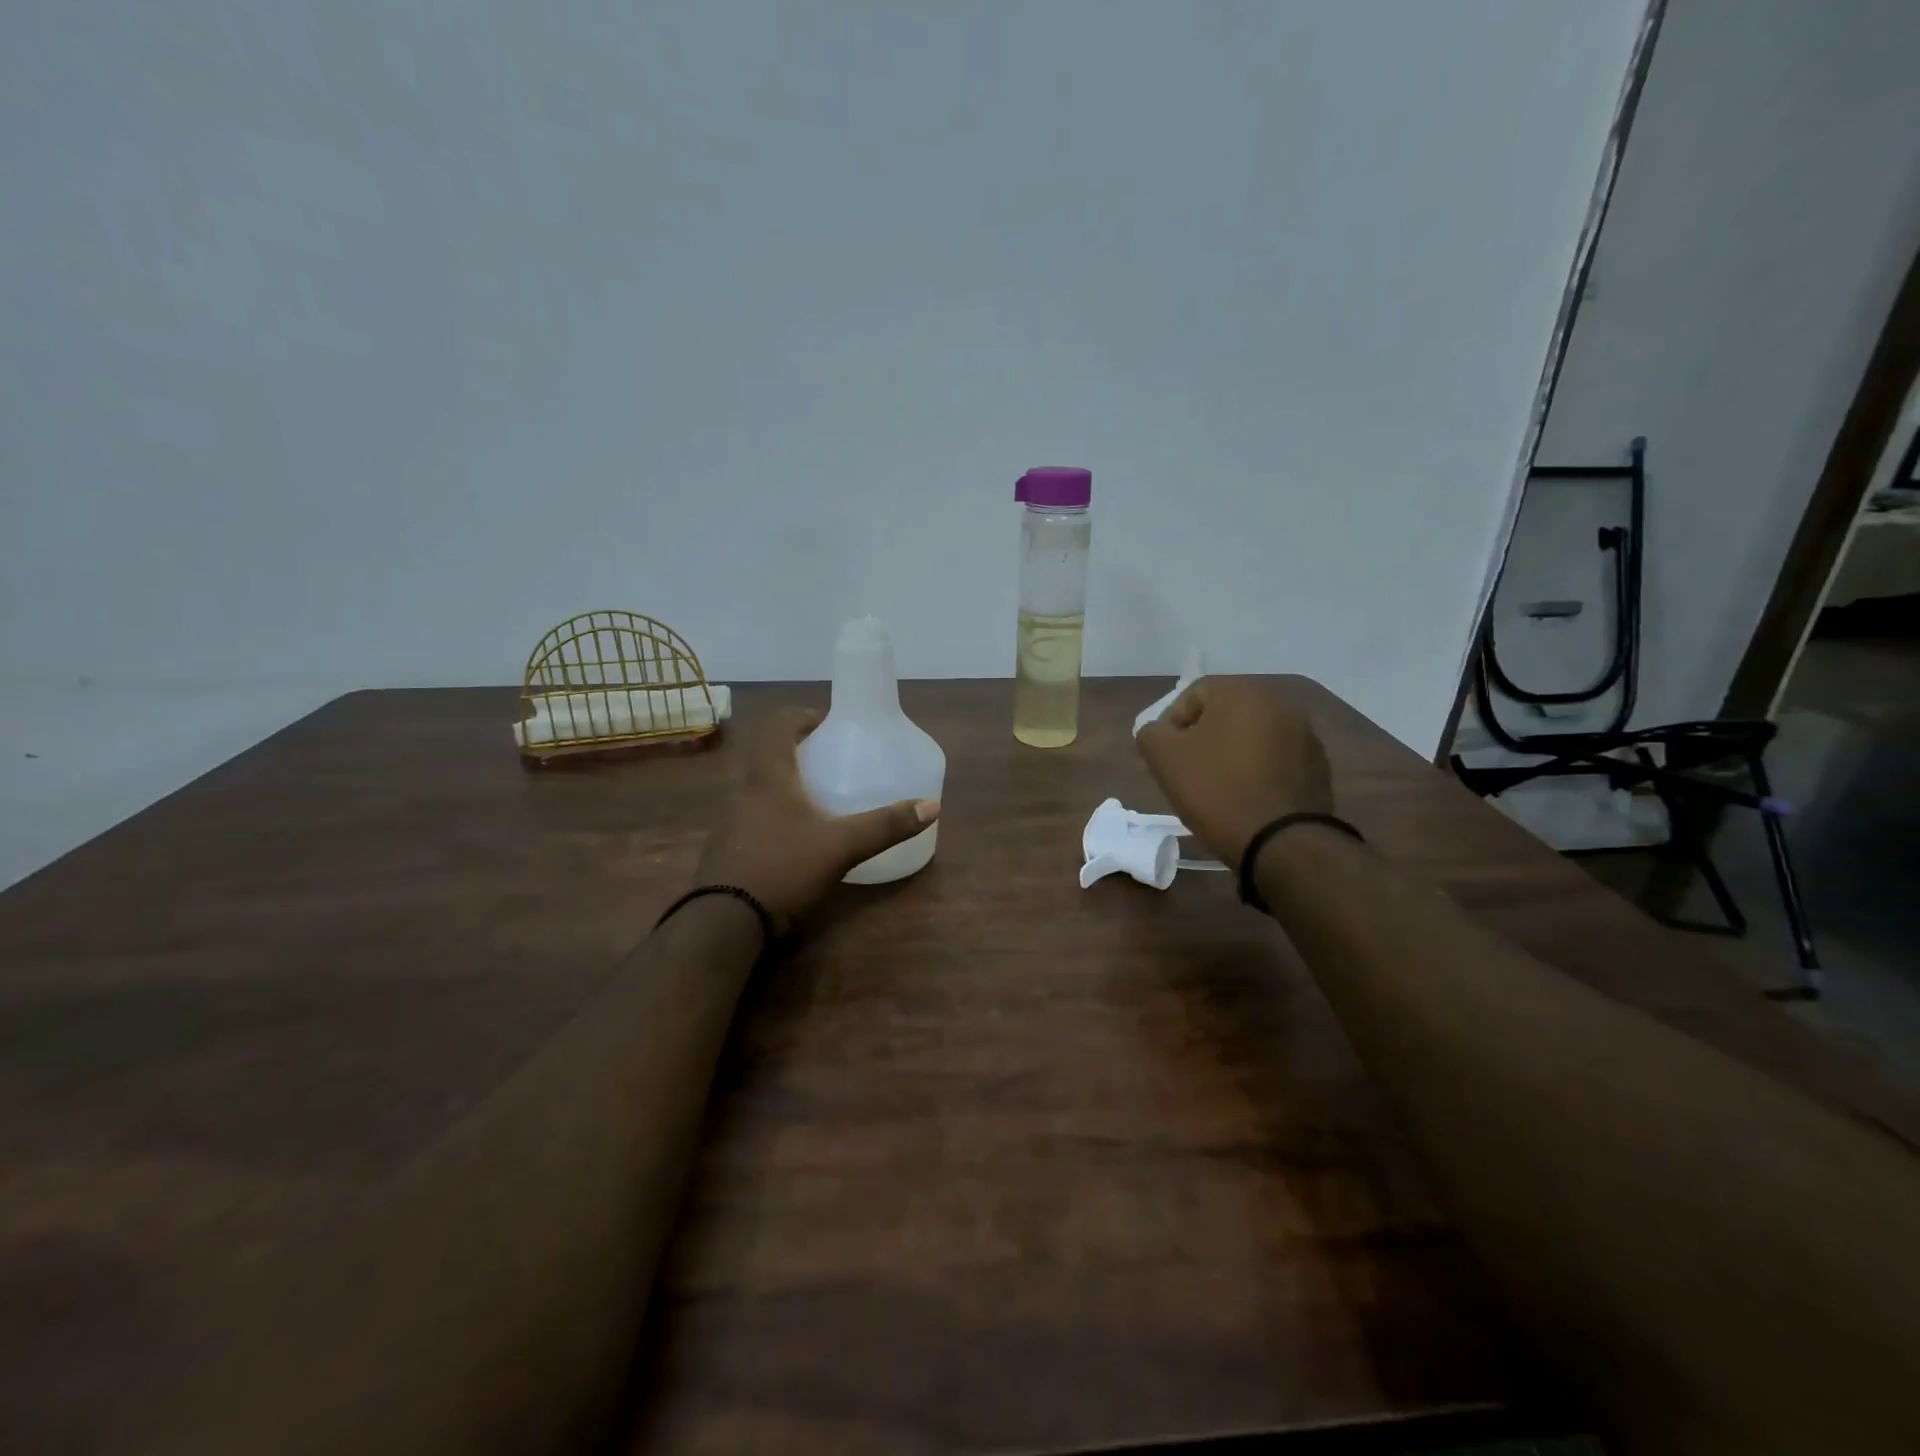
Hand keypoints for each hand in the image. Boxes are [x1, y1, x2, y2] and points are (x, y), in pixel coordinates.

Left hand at [694, 707, 939, 931]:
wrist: (725, 922)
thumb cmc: (784, 867)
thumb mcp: (842, 846)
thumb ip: (885, 825)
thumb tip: (932, 805)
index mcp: (769, 775)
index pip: (777, 725)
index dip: (802, 717)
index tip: (828, 725)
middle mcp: (745, 790)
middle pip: (768, 754)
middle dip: (799, 752)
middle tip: (832, 761)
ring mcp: (731, 820)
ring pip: (760, 786)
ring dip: (787, 783)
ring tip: (821, 798)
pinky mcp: (728, 848)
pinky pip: (755, 815)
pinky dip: (777, 813)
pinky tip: (799, 837)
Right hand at [1136, 677, 1333, 866]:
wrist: (1281, 842)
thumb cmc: (1216, 790)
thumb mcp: (1164, 758)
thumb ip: (1152, 733)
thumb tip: (1161, 731)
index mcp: (1242, 692)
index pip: (1193, 694)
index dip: (1172, 724)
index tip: (1166, 756)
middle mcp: (1279, 703)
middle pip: (1226, 713)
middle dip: (1204, 738)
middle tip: (1189, 770)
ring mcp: (1305, 734)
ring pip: (1252, 736)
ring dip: (1232, 753)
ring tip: (1219, 787)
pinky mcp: (1317, 765)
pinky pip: (1275, 759)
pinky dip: (1258, 771)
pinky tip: (1248, 797)